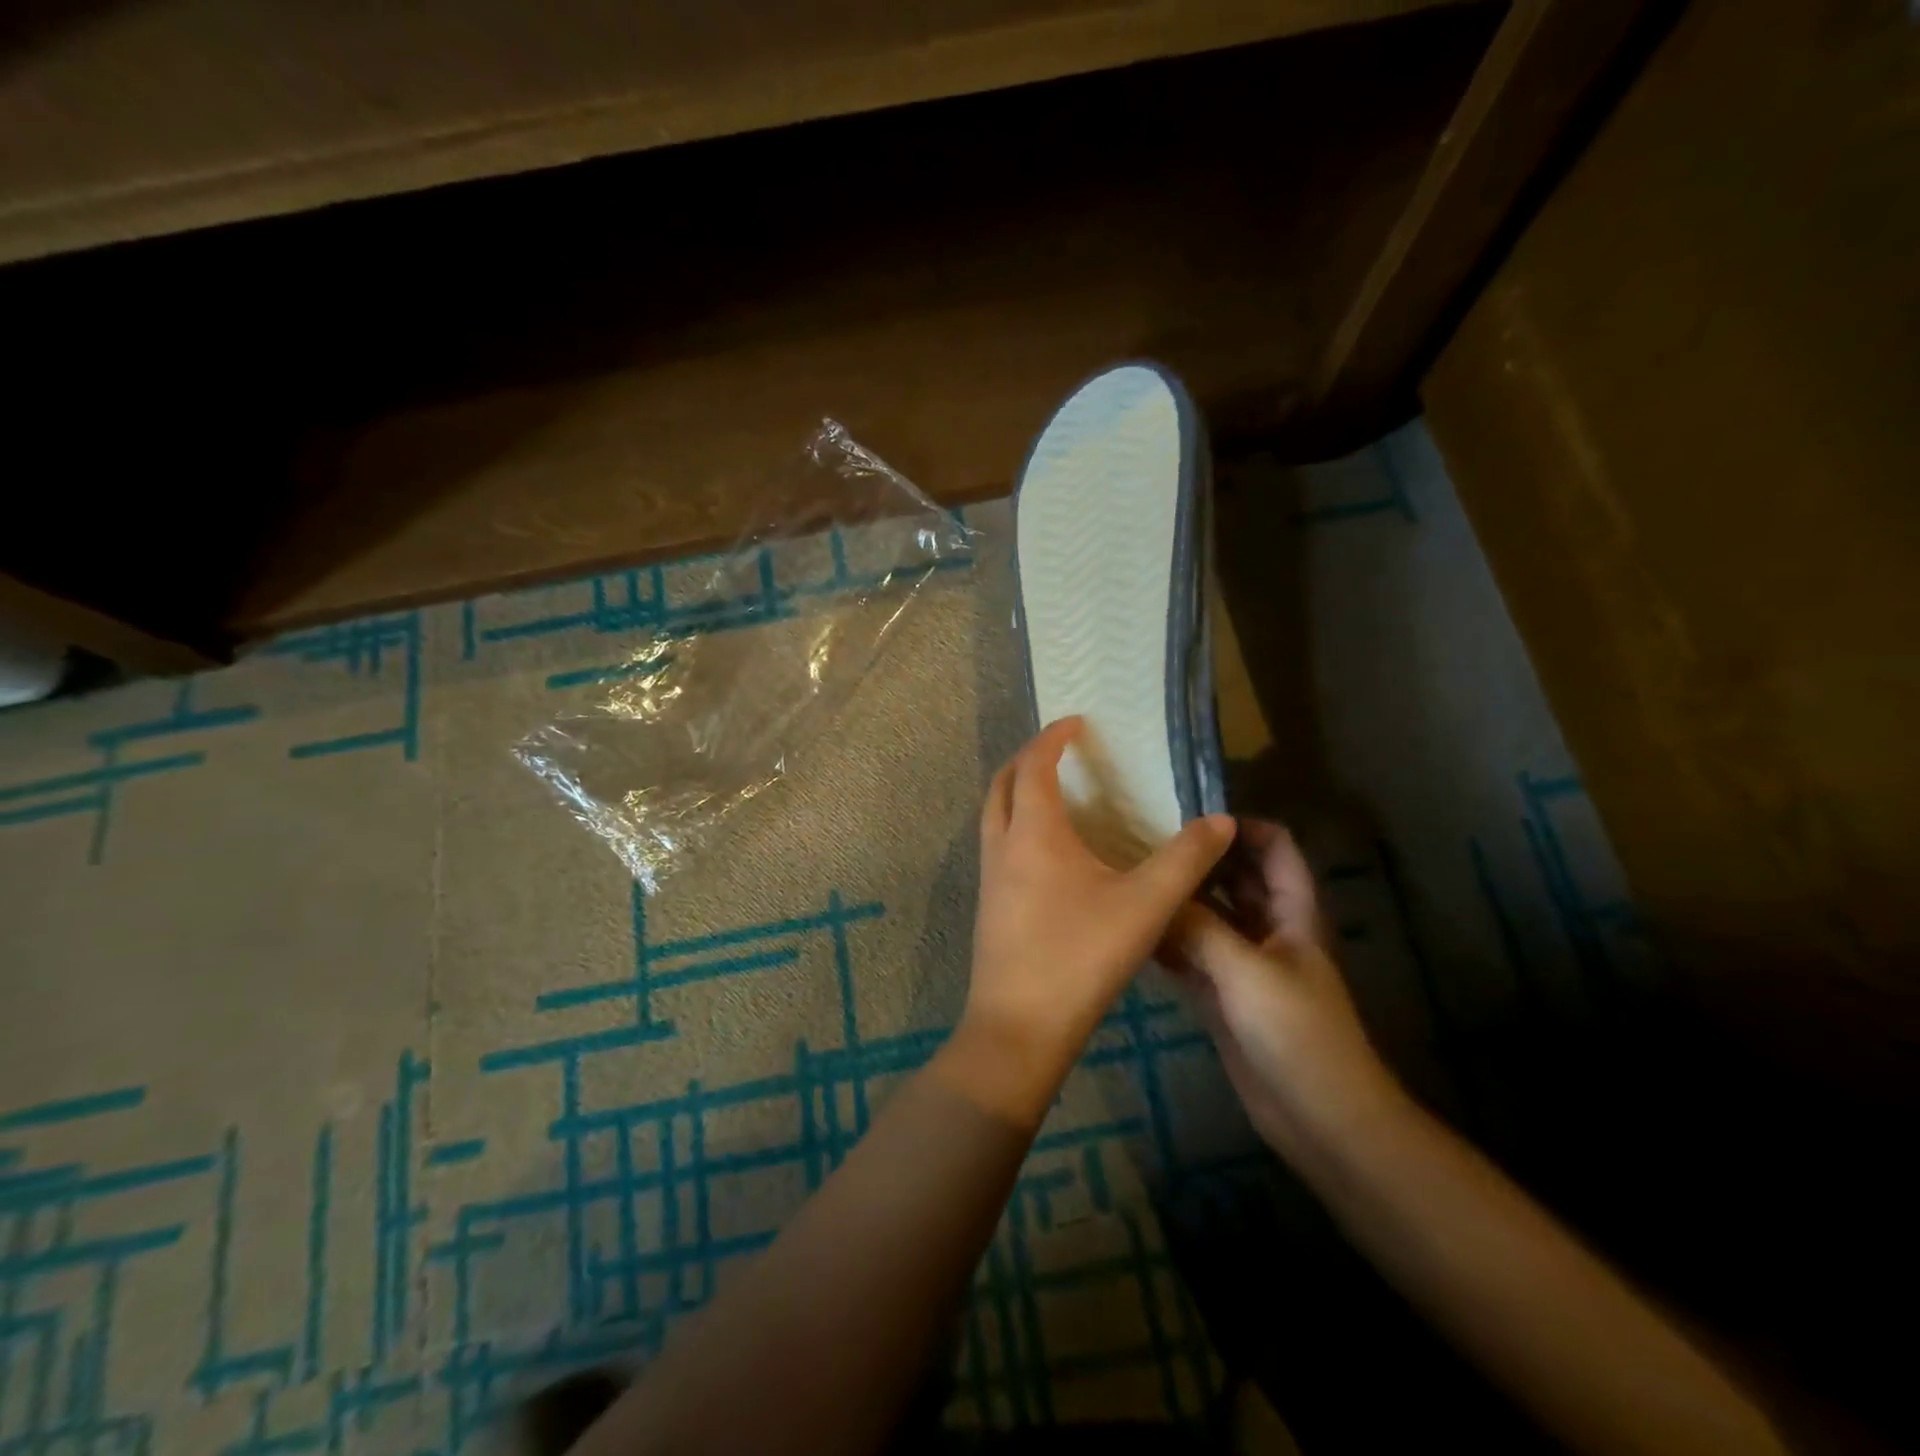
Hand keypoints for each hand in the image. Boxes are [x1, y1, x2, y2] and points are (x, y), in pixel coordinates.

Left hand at [943, 717, 1235, 1127]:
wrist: (1019, 1029)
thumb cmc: (1080, 957)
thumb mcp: (1146, 906)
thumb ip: (1186, 859)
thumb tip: (1222, 820)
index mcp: (1033, 832)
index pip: (1034, 765)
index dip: (1053, 738)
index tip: (1075, 722)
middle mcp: (1002, 846)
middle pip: (1001, 784)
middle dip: (1026, 760)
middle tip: (1058, 752)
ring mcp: (989, 878)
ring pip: (994, 816)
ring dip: (1016, 794)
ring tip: (1055, 795)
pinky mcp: (989, 907)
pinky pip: (998, 846)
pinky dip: (1016, 827)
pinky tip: (1049, 855)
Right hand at [1161, 819, 1405, 1166]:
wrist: (1318, 1118)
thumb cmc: (1297, 1033)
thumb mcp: (1247, 971)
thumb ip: (1199, 928)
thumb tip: (1155, 890)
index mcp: (1291, 912)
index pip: (1275, 848)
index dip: (1241, 827)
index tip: (1189, 818)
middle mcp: (1266, 928)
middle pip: (1234, 877)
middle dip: (1198, 859)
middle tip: (1142, 840)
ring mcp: (1242, 963)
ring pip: (1207, 916)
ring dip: (1178, 900)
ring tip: (1128, 876)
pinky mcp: (1220, 994)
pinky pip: (1189, 955)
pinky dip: (1166, 942)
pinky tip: (1131, 930)